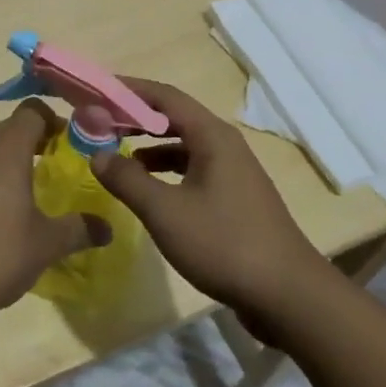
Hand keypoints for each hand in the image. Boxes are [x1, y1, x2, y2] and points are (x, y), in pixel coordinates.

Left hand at [0, 101, 111, 324]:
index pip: (32, 111)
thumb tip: (108, 228)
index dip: (54, 121)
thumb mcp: (47, 243)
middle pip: (8, 127)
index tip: (70, 143)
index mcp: (6, 149)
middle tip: (53, 166)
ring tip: (25, 189)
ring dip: (5, 158)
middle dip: (31, 140)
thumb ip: (79, 229)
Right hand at [89, 78, 328, 324]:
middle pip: (174, 117)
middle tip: (99, 122)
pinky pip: (193, 168)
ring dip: (149, 144)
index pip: (164, 96)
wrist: (289, 296)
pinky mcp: (236, 198)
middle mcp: (225, 145)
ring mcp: (234, 172)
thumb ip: (127, 179)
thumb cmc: (224, 244)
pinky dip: (166, 169)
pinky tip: (148, 188)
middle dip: (135, 117)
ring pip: (184, 145)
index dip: (128, 90)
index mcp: (212, 136)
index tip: (97, 91)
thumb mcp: (165, 212)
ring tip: (116, 153)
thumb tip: (97, 154)